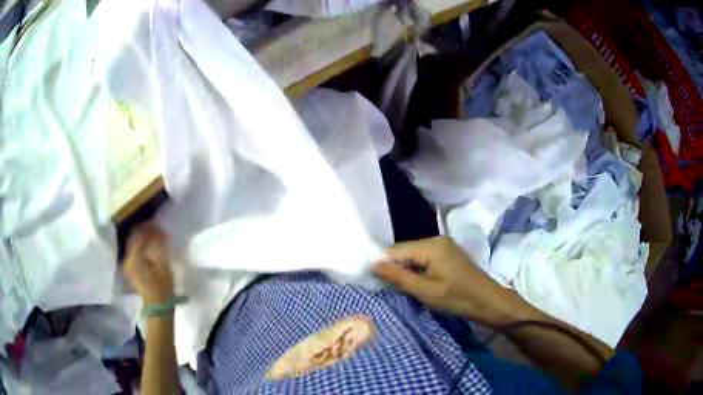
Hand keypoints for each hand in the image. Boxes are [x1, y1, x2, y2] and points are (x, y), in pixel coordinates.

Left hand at [123, 222, 173, 304]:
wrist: (158, 308)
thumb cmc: (162, 288)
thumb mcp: (163, 266)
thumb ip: (158, 246)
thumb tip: (157, 230)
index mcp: (133, 258)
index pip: (137, 235)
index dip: (147, 227)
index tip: (157, 224)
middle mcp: (127, 259)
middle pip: (133, 238)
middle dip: (144, 231)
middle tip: (156, 229)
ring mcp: (127, 265)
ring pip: (133, 245)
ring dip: (142, 239)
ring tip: (154, 237)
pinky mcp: (130, 269)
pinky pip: (133, 252)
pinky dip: (141, 247)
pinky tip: (149, 248)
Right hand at [373, 236, 523, 326]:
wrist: (488, 301)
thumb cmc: (457, 297)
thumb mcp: (424, 290)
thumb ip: (397, 276)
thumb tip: (372, 263)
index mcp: (431, 245)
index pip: (396, 250)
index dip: (384, 265)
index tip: (376, 282)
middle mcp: (437, 239)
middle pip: (406, 250)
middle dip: (396, 267)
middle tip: (390, 288)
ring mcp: (445, 245)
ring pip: (415, 255)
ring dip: (407, 270)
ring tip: (404, 287)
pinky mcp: (449, 253)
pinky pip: (425, 258)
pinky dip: (418, 269)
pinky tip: (419, 282)